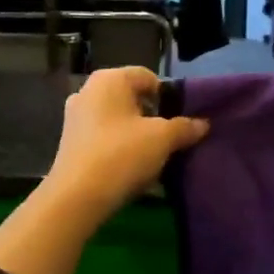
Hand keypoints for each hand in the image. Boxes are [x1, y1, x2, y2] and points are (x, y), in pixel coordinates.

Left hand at [47, 66, 208, 217]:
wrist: (78, 196)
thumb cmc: (122, 154)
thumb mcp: (163, 139)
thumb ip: (185, 127)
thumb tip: (203, 124)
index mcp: (109, 79)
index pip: (149, 77)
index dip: (169, 98)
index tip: (179, 122)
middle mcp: (88, 90)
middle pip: (132, 98)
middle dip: (152, 117)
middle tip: (169, 140)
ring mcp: (75, 117)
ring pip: (118, 120)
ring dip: (136, 135)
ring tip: (152, 157)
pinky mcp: (70, 142)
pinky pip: (104, 137)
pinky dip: (119, 147)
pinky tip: (130, 168)